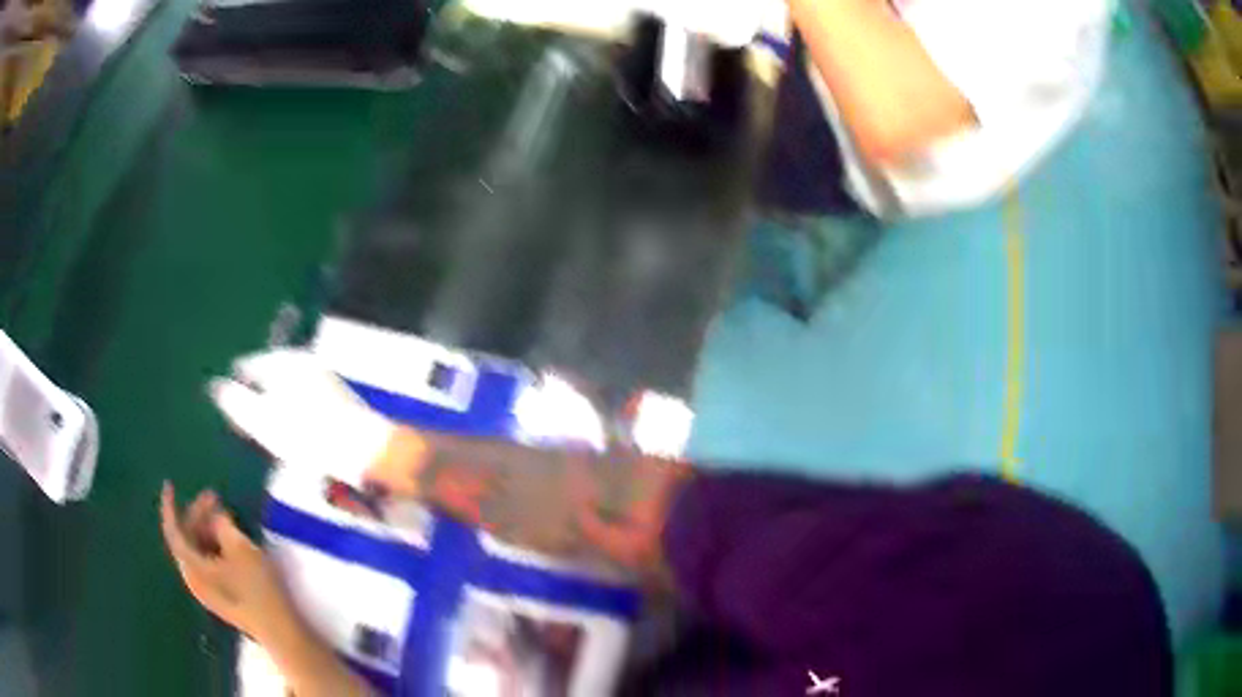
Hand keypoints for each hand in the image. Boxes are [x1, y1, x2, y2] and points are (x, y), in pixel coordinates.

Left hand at [161, 482, 375, 696]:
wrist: (280, 631)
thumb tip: (216, 515)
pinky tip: (230, 540)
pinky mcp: (221, 597)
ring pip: (199, 552)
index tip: (170, 485)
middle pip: (187, 540)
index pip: (173, 531)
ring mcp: (207, 591)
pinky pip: (209, 563)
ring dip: (208, 531)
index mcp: (192, 567)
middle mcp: (194, 579)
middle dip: (197, 516)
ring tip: (225, 516)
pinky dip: (214, 546)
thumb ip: (223, 526)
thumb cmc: (258, 588)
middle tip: (215, 497)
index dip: (170, 507)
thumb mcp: (241, 549)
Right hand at [209, 349, 396, 485]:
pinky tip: (292, 436)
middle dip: (254, 396)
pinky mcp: (338, 400)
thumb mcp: (263, 421)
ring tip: (265, 432)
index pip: (248, 365)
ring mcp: (324, 379)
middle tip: (244, 423)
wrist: (365, 452)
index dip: (235, 386)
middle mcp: (305, 362)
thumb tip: (215, 386)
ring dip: (273, 407)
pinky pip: (303, 402)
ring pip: (286, 389)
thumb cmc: (308, 435)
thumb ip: (236, 402)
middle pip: (268, 376)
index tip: (228, 410)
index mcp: (284, 361)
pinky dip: (292, 415)